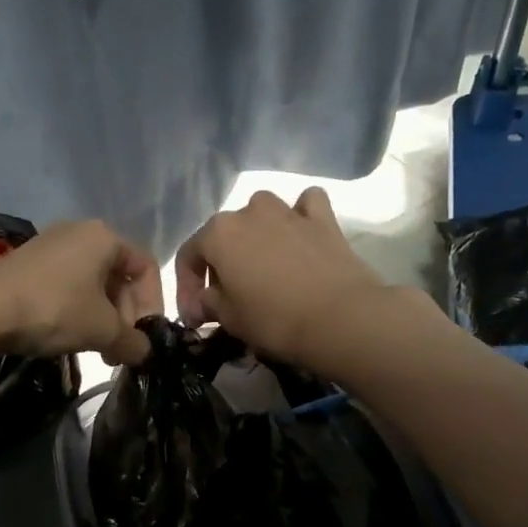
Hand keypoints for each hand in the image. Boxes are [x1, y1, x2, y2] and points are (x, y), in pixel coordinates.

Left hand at [0, 220, 161, 366]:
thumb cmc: (54, 310)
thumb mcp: (102, 330)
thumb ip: (132, 341)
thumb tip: (144, 352)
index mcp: (104, 237)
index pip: (146, 267)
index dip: (153, 304)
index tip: (144, 336)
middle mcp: (79, 232)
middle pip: (118, 276)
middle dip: (124, 316)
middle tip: (120, 349)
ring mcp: (50, 245)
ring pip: (91, 283)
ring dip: (101, 318)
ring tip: (97, 350)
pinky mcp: (27, 263)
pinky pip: (66, 285)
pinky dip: (76, 310)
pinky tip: (68, 337)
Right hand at [175, 187, 391, 369]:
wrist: (340, 319)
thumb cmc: (273, 319)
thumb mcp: (229, 319)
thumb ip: (207, 304)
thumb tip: (201, 304)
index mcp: (218, 232)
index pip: (188, 256)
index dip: (186, 289)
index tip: (195, 317)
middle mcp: (249, 211)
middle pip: (224, 235)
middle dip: (220, 266)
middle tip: (226, 298)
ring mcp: (288, 210)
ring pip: (261, 214)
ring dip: (256, 236)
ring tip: (262, 268)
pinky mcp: (323, 219)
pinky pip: (304, 207)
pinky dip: (299, 217)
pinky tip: (299, 235)